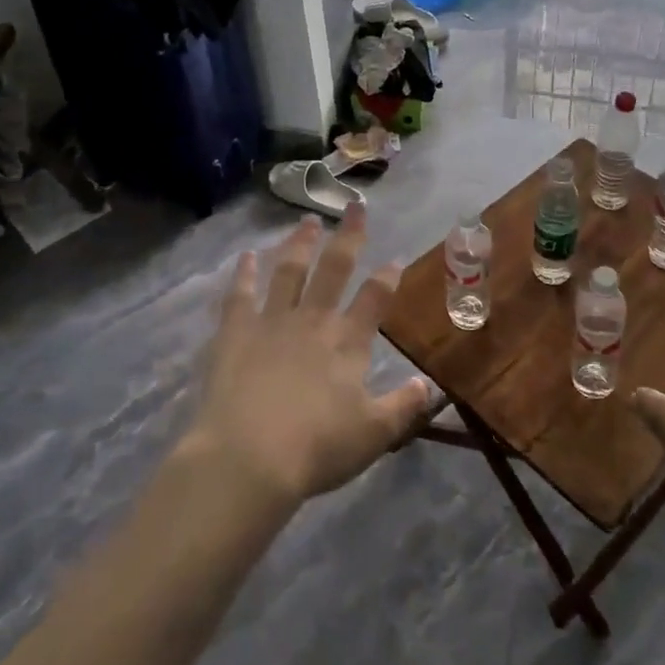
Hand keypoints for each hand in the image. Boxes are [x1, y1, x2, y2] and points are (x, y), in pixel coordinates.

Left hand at [186, 205, 431, 509]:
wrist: (249, 457)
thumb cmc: (316, 449)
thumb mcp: (373, 434)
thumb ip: (403, 406)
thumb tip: (430, 386)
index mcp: (347, 343)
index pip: (374, 300)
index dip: (387, 277)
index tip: (395, 258)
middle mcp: (312, 321)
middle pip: (334, 269)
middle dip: (348, 237)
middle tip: (355, 208)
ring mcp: (271, 322)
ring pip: (289, 271)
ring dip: (300, 243)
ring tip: (307, 220)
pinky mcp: (235, 333)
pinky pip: (240, 295)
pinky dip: (244, 273)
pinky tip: (247, 255)